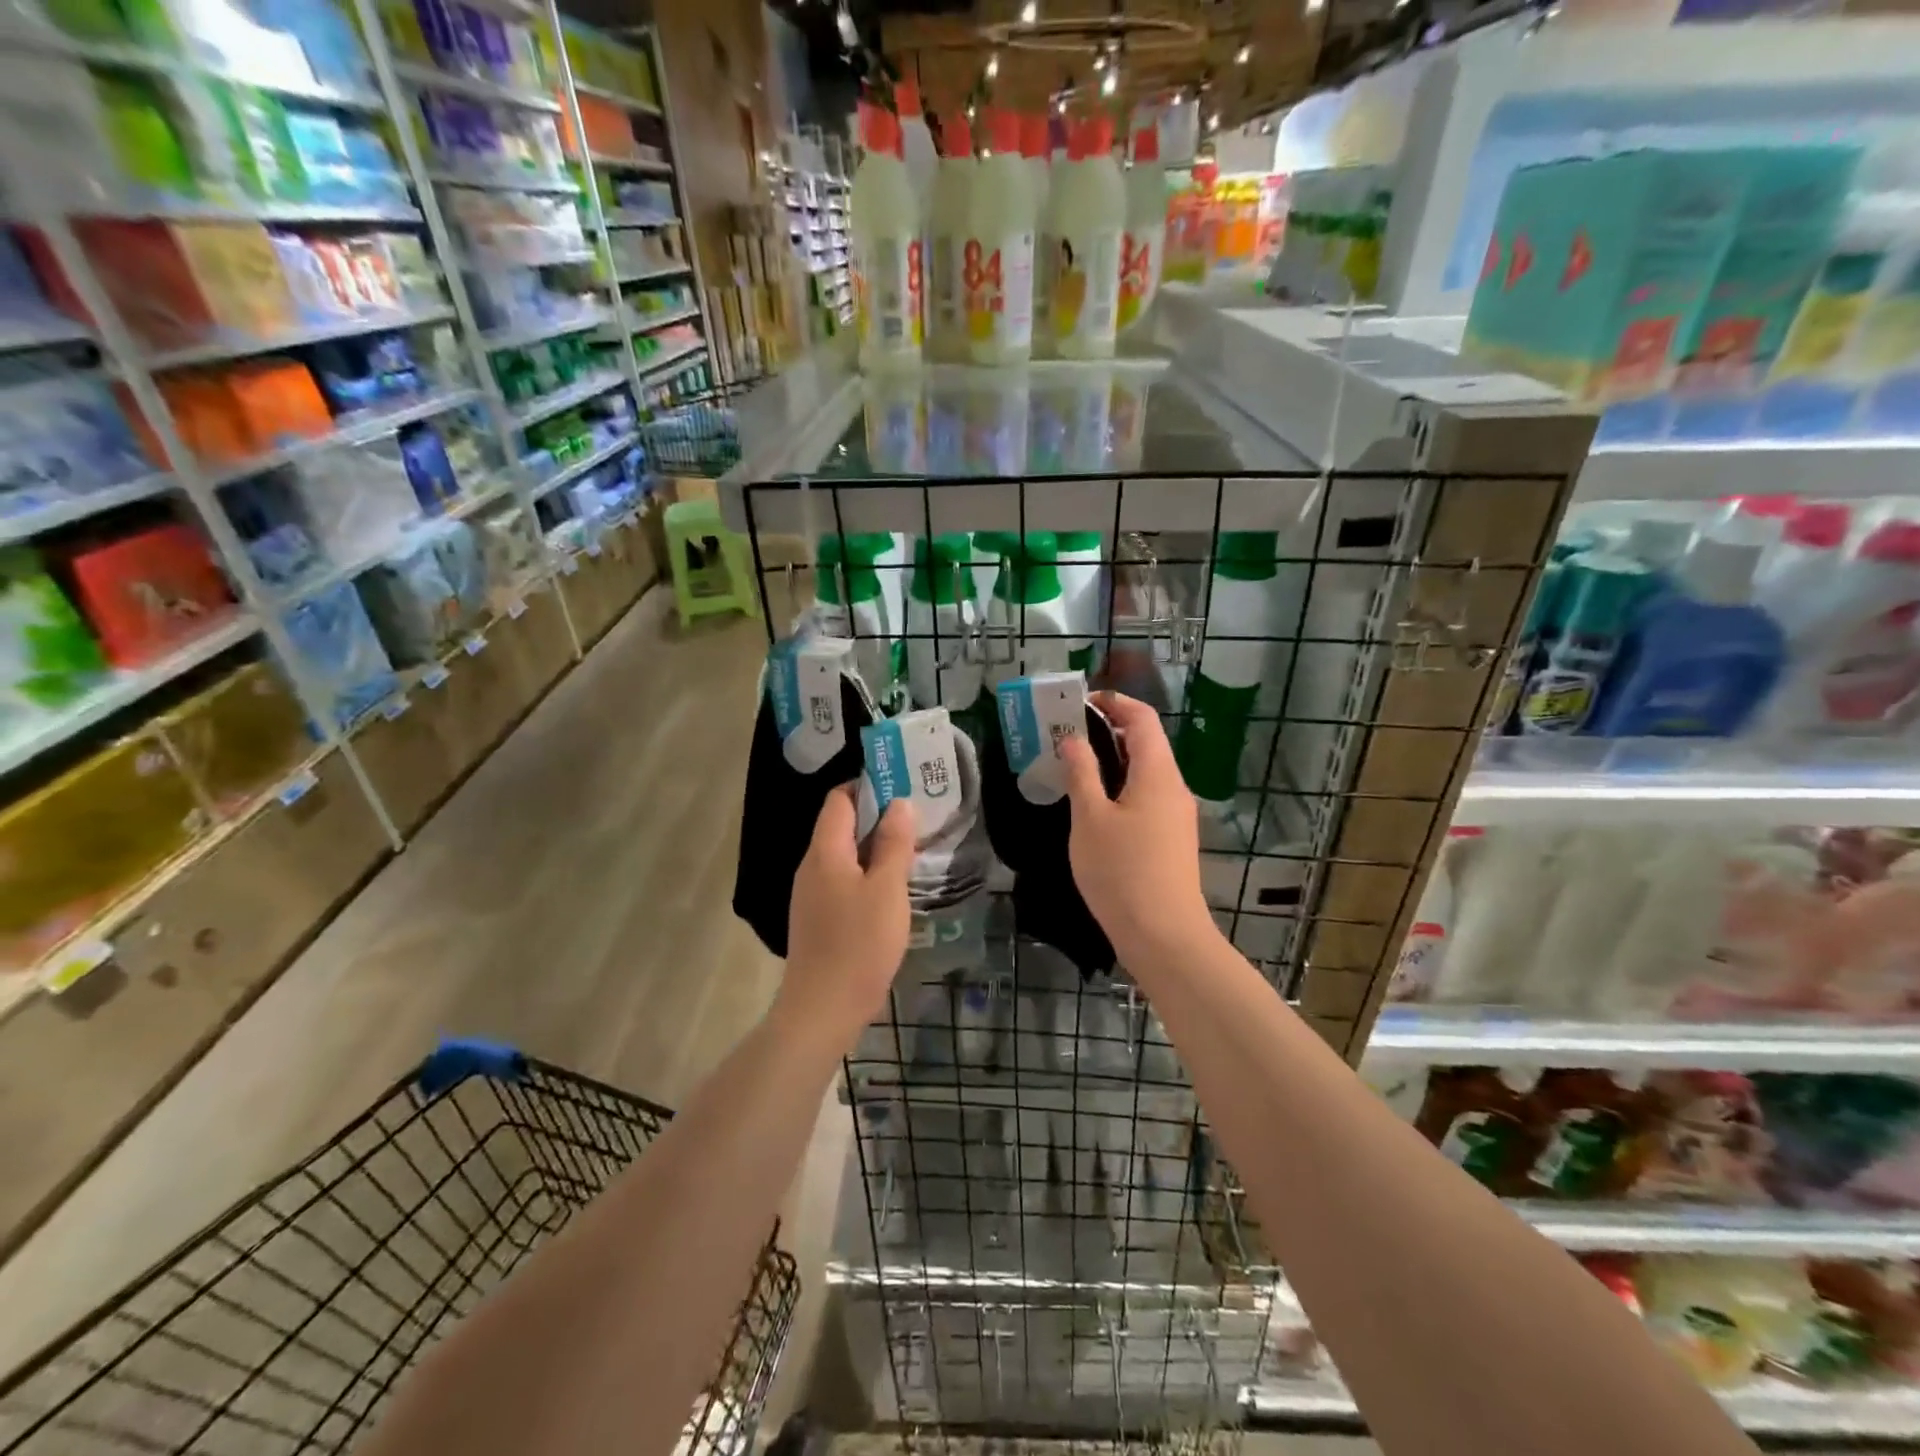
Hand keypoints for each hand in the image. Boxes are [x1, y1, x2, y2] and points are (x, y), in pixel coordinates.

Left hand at [776, 786, 914, 1046]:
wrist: (823, 1009)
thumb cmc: (859, 943)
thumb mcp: (887, 889)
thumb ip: (894, 844)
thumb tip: (899, 803)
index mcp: (824, 851)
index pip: (839, 800)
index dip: (867, 787)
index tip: (902, 786)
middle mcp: (811, 866)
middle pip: (840, 826)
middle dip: (877, 817)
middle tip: (916, 818)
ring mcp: (811, 894)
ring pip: (843, 855)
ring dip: (874, 847)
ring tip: (911, 849)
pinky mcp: (818, 918)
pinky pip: (843, 880)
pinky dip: (867, 873)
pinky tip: (892, 888)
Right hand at [1059, 692, 1212, 960]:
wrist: (1164, 937)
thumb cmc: (1121, 872)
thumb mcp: (1090, 819)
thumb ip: (1081, 774)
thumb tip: (1073, 740)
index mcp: (1157, 773)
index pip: (1142, 718)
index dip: (1114, 703)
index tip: (1081, 702)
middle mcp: (1174, 787)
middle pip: (1147, 743)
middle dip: (1110, 729)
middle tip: (1069, 733)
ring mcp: (1177, 815)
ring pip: (1147, 771)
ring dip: (1114, 759)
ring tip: (1076, 764)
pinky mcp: (1173, 839)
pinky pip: (1147, 796)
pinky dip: (1122, 785)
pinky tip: (1096, 803)